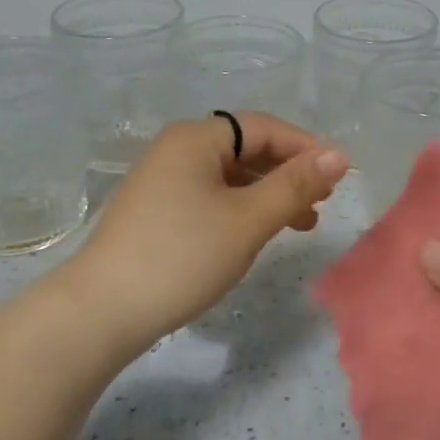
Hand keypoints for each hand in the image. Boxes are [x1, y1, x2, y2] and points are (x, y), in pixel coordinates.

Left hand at [70, 113, 347, 357]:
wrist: (101, 312)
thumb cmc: (182, 256)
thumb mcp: (249, 220)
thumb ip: (296, 185)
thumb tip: (339, 155)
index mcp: (196, 138)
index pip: (264, 128)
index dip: (305, 147)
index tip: (338, 176)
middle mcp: (177, 149)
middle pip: (247, 149)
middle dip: (289, 173)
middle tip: (322, 203)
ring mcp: (162, 180)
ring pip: (230, 176)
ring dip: (269, 194)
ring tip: (302, 224)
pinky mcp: (156, 210)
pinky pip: (211, 196)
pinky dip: (242, 209)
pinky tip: (257, 233)